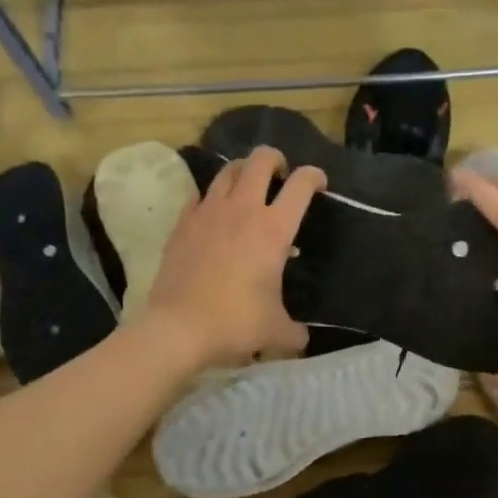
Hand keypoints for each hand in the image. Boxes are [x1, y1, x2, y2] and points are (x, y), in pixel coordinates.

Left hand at [139, 146, 325, 368]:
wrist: (178, 328)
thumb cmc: (236, 324)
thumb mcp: (277, 332)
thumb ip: (295, 332)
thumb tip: (301, 338)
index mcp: (273, 230)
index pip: (300, 185)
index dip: (314, 177)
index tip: (319, 184)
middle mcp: (242, 210)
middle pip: (260, 160)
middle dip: (275, 159)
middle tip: (281, 175)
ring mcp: (207, 213)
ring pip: (227, 171)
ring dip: (243, 171)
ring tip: (248, 186)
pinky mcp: (182, 224)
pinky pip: (200, 196)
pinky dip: (212, 197)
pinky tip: (215, 215)